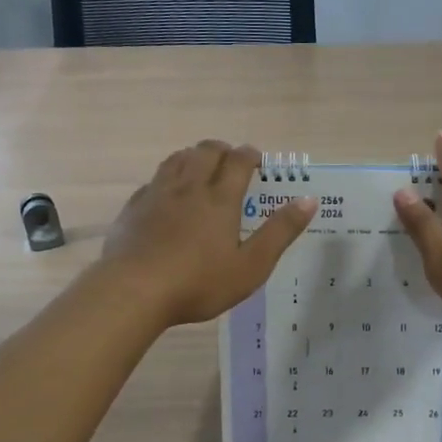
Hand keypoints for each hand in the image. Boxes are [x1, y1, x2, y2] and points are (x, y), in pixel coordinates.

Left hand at [105, 141, 315, 325]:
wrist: (132, 291)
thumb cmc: (199, 282)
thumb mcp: (251, 265)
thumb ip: (280, 232)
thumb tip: (309, 200)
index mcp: (220, 199)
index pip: (238, 161)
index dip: (249, 155)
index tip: (257, 159)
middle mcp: (188, 188)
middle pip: (205, 152)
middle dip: (222, 150)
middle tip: (231, 159)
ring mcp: (157, 195)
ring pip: (176, 160)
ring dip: (192, 156)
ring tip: (200, 165)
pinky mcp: (133, 209)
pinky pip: (153, 181)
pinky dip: (166, 178)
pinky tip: (166, 193)